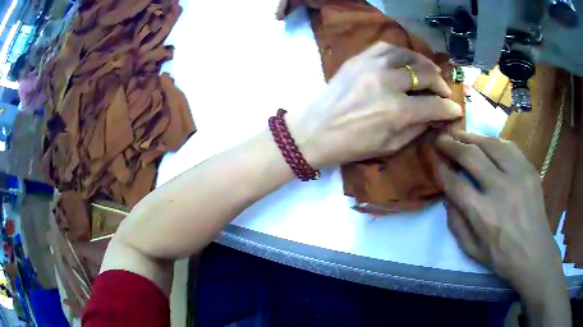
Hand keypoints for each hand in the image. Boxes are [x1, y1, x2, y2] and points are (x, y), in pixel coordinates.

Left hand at [288, 42, 461, 168]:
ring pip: (408, 55)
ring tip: (429, 72)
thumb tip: (435, 116)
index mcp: (397, 111)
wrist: (314, 131)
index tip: (455, 109)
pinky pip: (386, 47)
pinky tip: (406, 60)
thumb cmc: (352, 146)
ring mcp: (372, 66)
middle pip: (426, 74)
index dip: (449, 108)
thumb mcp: (390, 146)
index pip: (434, 105)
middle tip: (443, 91)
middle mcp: (388, 83)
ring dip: (424, 64)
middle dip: (441, 84)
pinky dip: (401, 53)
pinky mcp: (358, 59)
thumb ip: (417, 129)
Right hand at [436, 131, 568, 323]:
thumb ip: (456, 224)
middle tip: (441, 138)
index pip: (456, 184)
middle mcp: (501, 190)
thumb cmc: (502, 258)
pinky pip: (509, 147)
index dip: (443, 170)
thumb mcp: (472, 251)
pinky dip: (494, 142)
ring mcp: (518, 176)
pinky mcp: (530, 170)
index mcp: (484, 215)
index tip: (436, 162)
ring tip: (461, 134)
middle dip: (452, 145)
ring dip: (472, 137)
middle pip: (472, 157)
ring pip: (491, 145)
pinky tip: (486, 142)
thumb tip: (447, 197)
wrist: (534, 254)